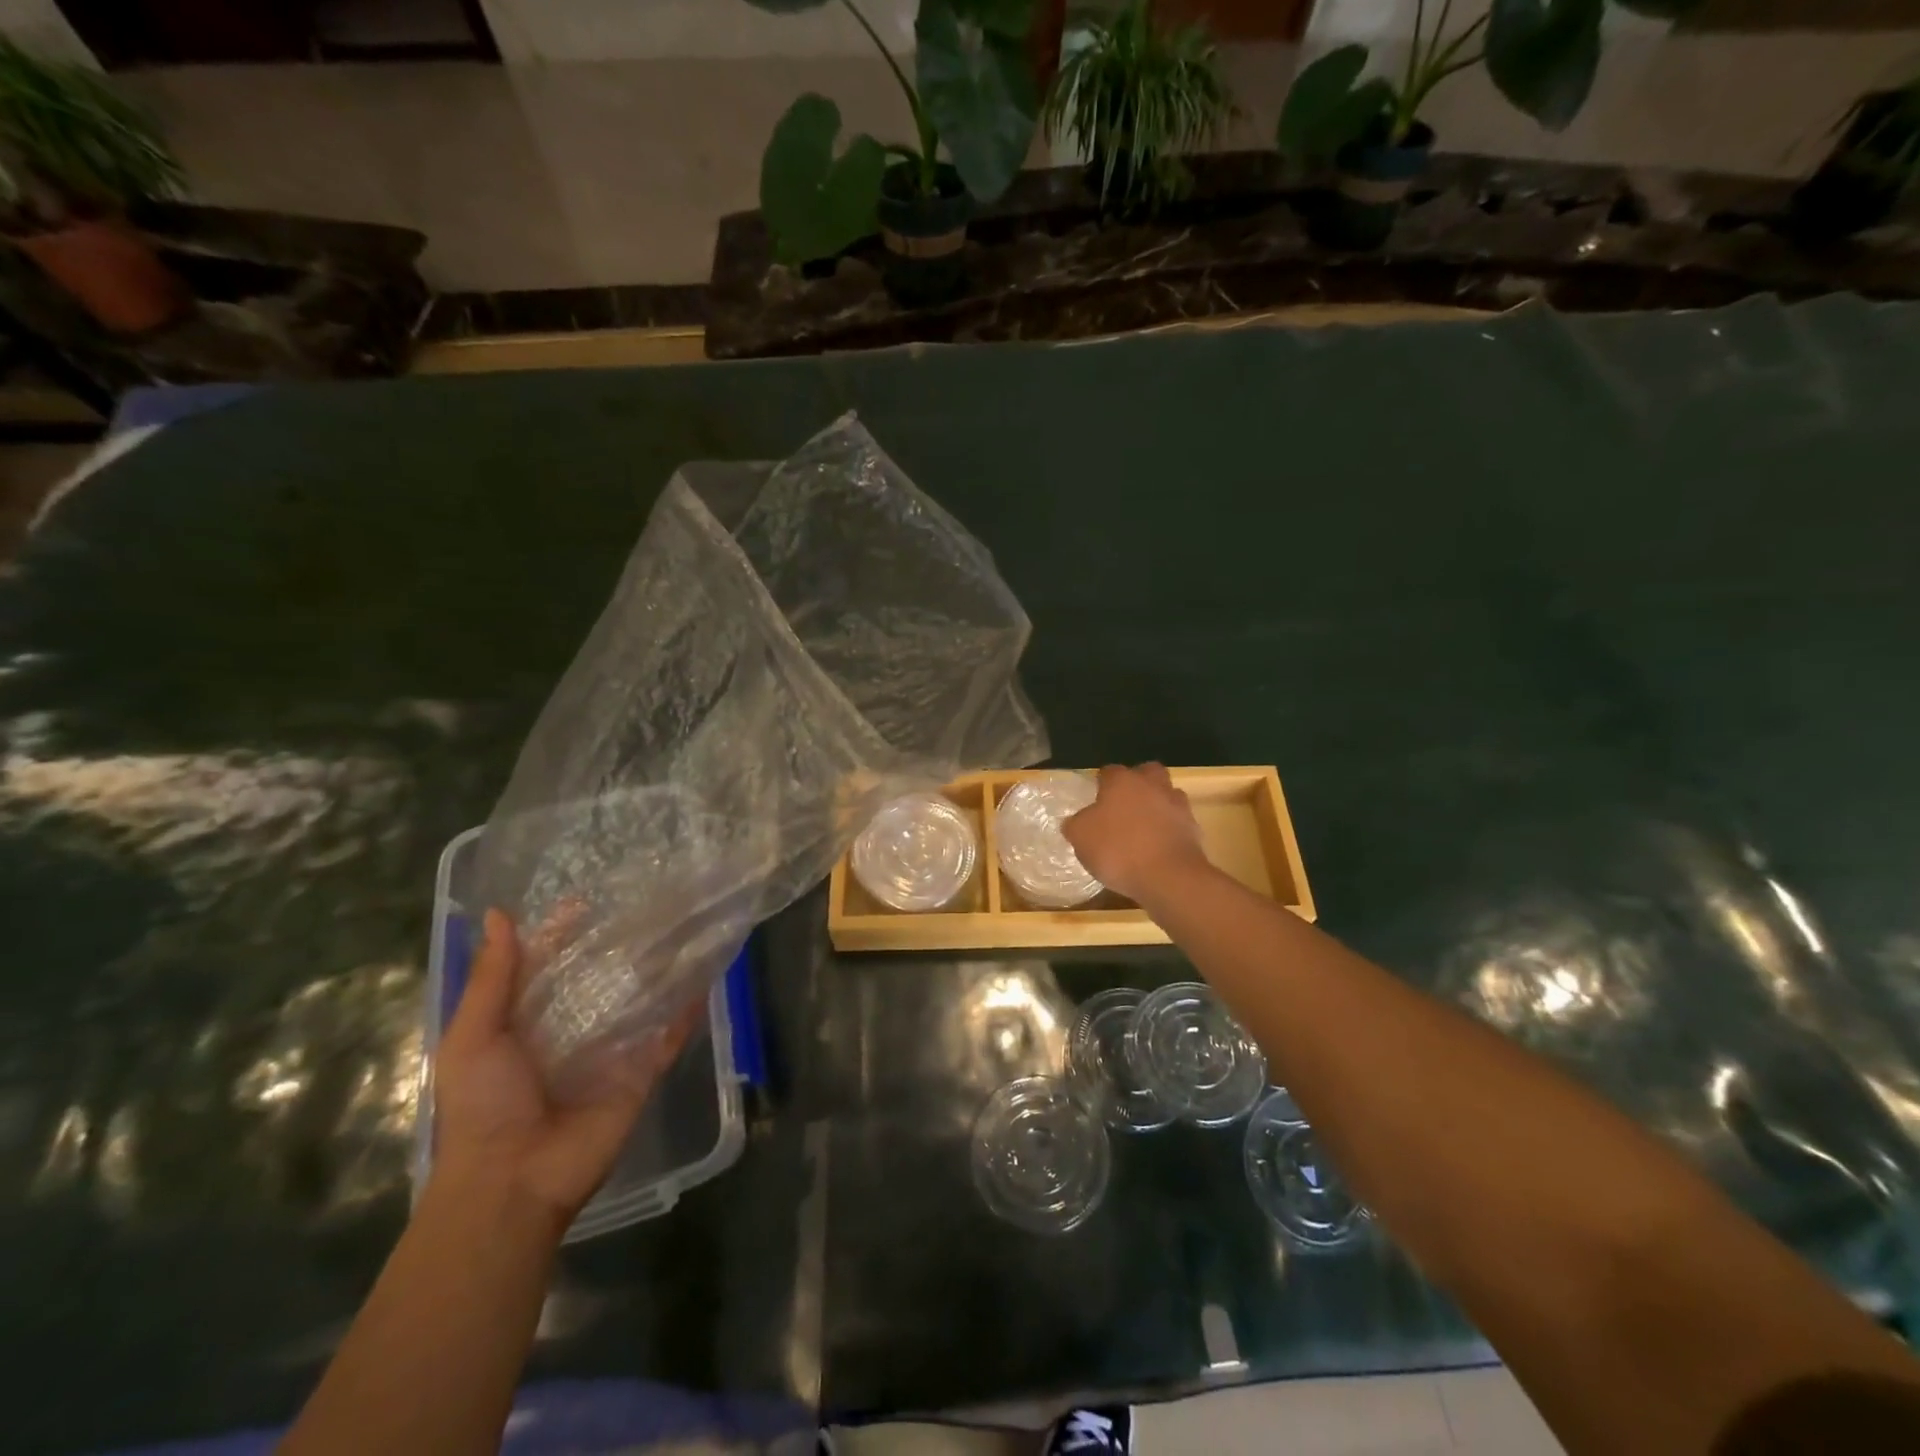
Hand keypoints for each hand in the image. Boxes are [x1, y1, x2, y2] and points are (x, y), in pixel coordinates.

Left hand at [433, 909, 698, 1224]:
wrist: (513, 1181)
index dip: (566, 931)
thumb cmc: (483, 1106)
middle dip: (623, 943)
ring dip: (662, 968)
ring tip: (687, 924)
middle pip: (602, 976)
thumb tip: (497, 914)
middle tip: (653, 899)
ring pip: (642, 998)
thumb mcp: (474, 1036)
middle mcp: (574, 1027)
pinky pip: (670, 1034)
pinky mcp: (642, 1070)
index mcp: (529, 1018)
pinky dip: (688, 1009)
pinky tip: (707, 974)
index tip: (588, 896)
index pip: (551, 963)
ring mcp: (612, 1049)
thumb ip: (492, 978)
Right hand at [1063, 763, 1211, 906]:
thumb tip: (1077, 821)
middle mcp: (1152, 785)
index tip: (1094, 800)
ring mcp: (1177, 806)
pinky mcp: (1193, 829)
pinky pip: (1177, 823)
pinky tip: (1157, 848)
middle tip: (1123, 806)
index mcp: (1122, 781)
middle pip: (1146, 773)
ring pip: (1166, 796)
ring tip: (1142, 829)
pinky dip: (1168, 830)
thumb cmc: (1118, 849)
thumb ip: (1076, 824)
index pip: (1109, 771)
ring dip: (1156, 806)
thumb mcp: (1081, 837)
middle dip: (1137, 784)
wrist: (1169, 877)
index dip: (1101, 784)